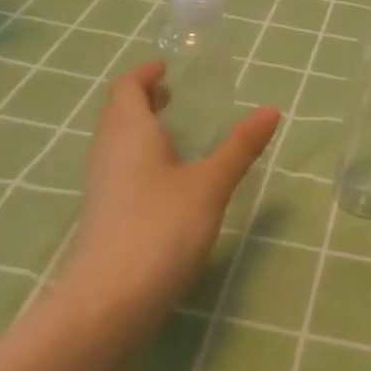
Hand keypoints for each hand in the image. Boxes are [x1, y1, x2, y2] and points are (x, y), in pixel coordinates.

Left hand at [61, 62, 278, 318]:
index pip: (126, 87)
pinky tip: (167, 179)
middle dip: (143, 99)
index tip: (168, 68)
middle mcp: (107, 151)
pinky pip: (119, 168)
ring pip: (117, 142)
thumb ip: (240, 147)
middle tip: (175, 96)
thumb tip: (271, 110)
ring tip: (176, 133)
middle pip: (118, 112)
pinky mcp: (103, 214)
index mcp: (128, 131)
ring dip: (141, 128)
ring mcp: (100, 185)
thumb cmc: (162, 227)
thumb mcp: (210, 184)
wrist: (112, 301)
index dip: (145, 74)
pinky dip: (141, 157)